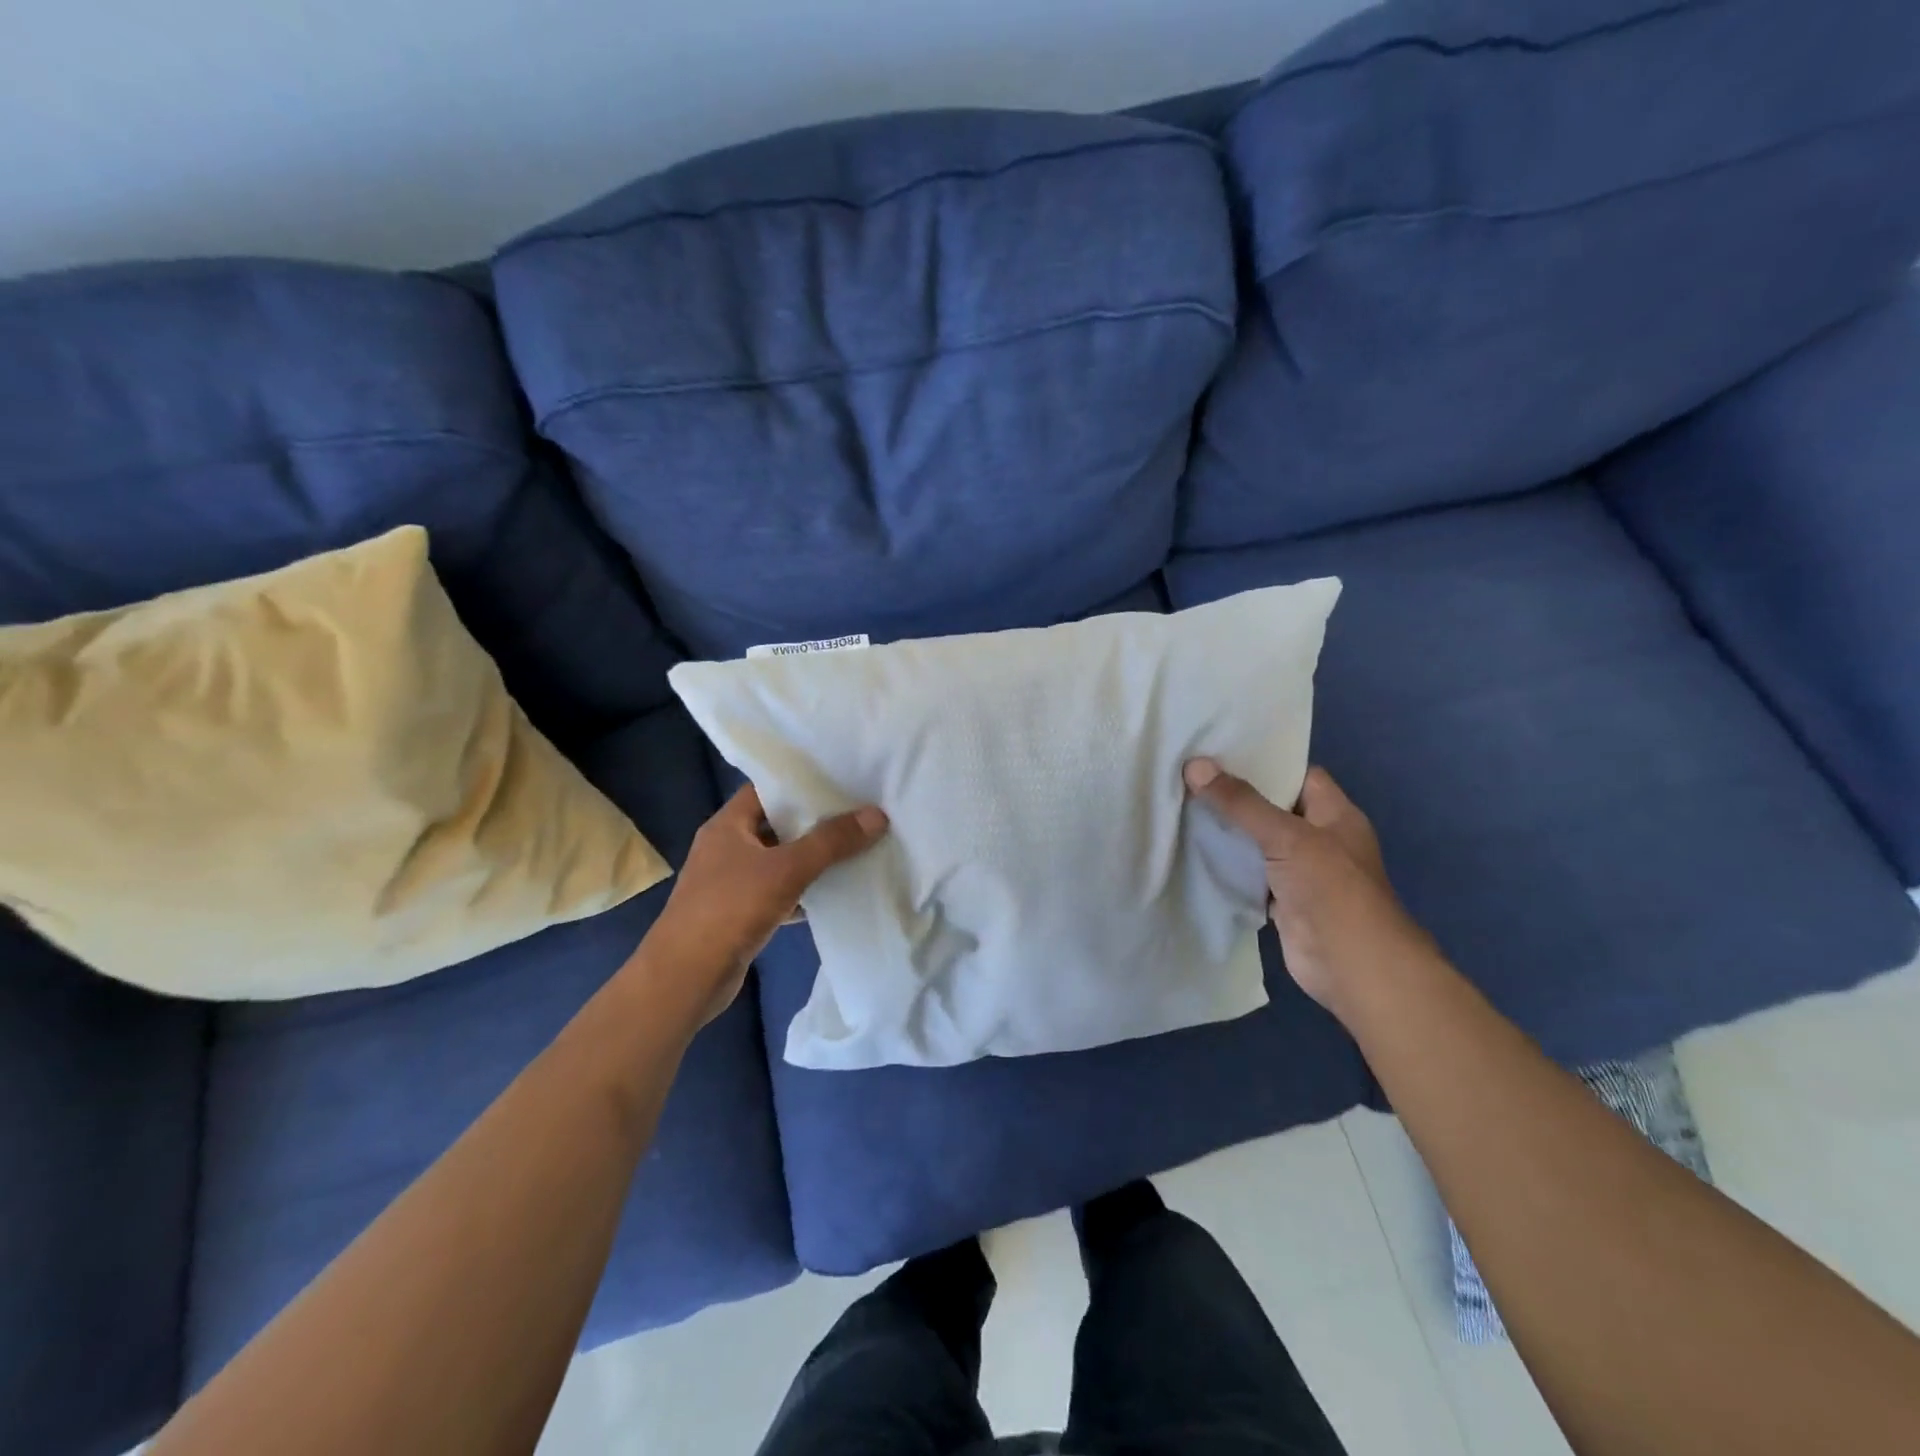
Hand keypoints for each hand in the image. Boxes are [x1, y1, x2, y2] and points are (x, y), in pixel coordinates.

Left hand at [643, 785, 887, 1026]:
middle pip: (777, 824)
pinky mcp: (739, 914)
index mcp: (727, 825)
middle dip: (815, 822)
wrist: (685, 979)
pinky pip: (778, 893)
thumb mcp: (786, 869)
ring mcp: (731, 882)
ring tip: (856, 847)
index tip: (841, 780)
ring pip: (780, 861)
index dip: (801, 782)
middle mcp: (726, 847)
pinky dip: (803, 893)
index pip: (767, 789)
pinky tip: (835, 894)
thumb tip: (877, 814)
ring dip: (812, 859)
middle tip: (859, 812)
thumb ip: (831, 842)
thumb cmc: (730, 909)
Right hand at [1183, 759, 1433, 1017]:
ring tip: (1182, 806)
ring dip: (1229, 833)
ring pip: (1259, 843)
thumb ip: (1240, 803)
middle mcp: (1320, 839)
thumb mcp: (1285, 836)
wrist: (1351, 965)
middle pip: (1273, 809)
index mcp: (1334, 814)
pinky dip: (1228, 867)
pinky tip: (1194, 852)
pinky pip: (1250, 875)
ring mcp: (1301, 872)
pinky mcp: (1282, 901)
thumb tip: (1195, 766)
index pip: (1298, 775)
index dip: (1264, 763)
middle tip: (1190, 777)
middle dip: (1237, 796)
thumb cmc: (1330, 888)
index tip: (1220, 752)